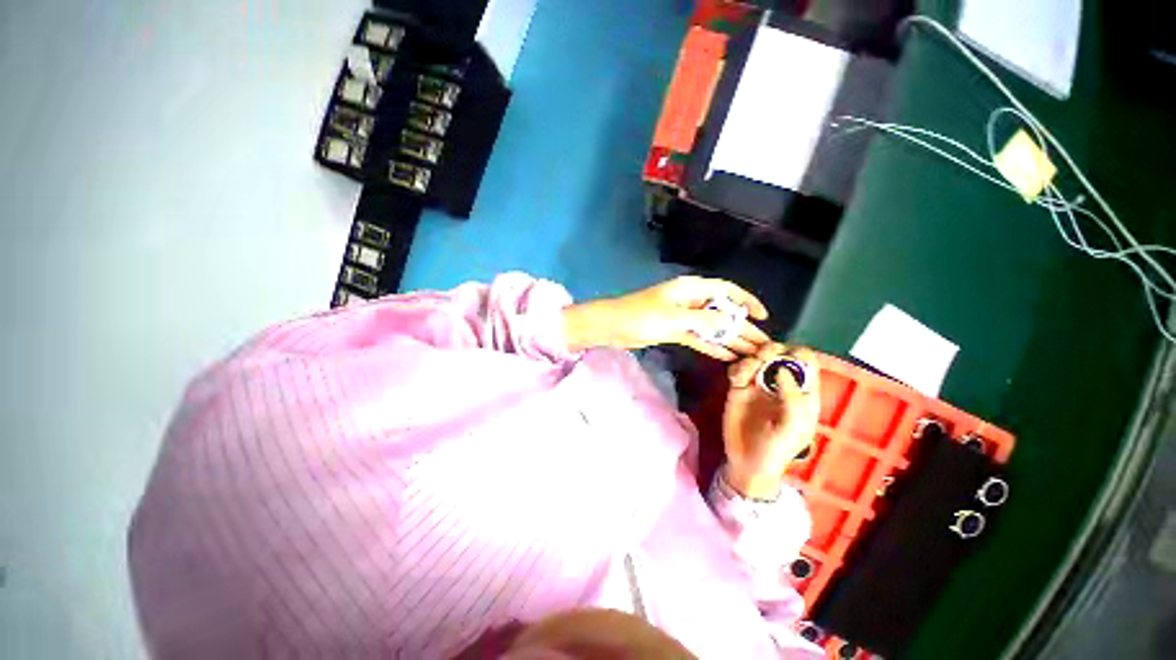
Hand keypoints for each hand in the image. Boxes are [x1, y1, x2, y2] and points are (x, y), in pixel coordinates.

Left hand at [562, 276, 769, 359]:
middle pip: (722, 311)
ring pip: (711, 326)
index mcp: (691, 289)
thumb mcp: (675, 317)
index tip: (763, 316)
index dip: (746, 301)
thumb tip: (732, 320)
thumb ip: (705, 319)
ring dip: (729, 339)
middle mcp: (690, 300)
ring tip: (750, 353)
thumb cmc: (642, 316)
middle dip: (741, 326)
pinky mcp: (674, 330)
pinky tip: (727, 356)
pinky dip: (711, 345)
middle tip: (762, 344)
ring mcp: (682, 316)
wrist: (614, 326)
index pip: (726, 291)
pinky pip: (698, 337)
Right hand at [722, 343, 820, 498]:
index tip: (787, 355)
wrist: (747, 463)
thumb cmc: (777, 450)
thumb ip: (792, 399)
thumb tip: (783, 369)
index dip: (799, 354)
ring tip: (746, 372)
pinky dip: (736, 368)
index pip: (806, 363)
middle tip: (762, 356)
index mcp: (802, 392)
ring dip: (752, 358)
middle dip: (772, 350)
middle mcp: (780, 384)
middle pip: (779, 355)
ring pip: (756, 359)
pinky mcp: (738, 388)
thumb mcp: (792, 428)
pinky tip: (735, 379)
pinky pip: (737, 370)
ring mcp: (758, 385)